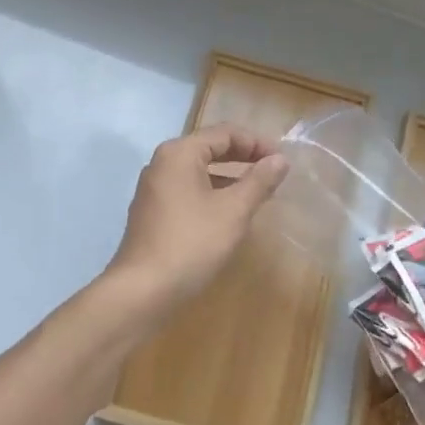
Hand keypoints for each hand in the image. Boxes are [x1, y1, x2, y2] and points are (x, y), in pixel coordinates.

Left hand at [104, 123, 288, 324]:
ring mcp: (153, 189)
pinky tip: (230, 214)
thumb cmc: (191, 243)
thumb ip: (259, 181)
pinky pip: (188, 191)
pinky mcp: (152, 213)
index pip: (224, 133)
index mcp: (180, 153)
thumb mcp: (233, 211)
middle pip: (209, 148)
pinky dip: (212, 193)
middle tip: (273, 172)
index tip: (282, 160)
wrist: (142, 291)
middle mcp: (162, 164)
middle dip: (243, 157)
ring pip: (199, 171)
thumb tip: (280, 160)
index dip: (257, 143)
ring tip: (258, 193)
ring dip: (229, 177)